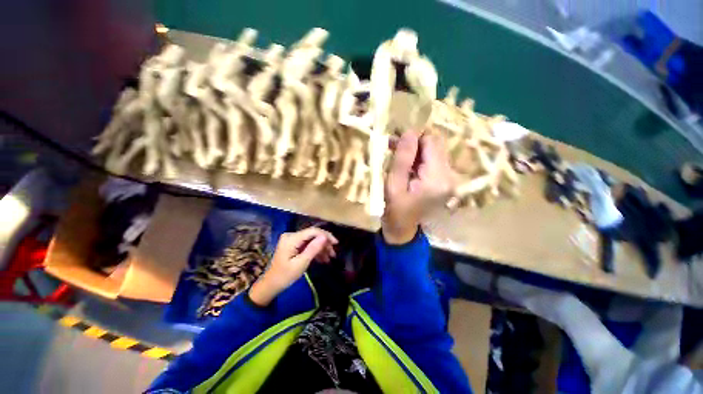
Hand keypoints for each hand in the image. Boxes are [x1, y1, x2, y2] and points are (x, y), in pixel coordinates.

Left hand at [250, 227, 337, 305]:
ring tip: (330, 258)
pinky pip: (307, 244)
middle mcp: (292, 235)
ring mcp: (292, 240)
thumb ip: (313, 249)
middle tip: (333, 253)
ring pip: (312, 240)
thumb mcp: (301, 263)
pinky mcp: (294, 244)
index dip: (326, 235)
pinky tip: (323, 259)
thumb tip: (325, 237)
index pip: (313, 231)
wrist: (271, 284)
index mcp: (291, 238)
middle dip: (324, 243)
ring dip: (321, 248)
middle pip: (313, 235)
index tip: (336, 243)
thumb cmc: (285, 275)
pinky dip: (315, 251)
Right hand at [383, 130, 454, 243]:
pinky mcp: (446, 180)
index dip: (413, 138)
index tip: (395, 143)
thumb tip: (410, 131)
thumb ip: (403, 158)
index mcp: (438, 178)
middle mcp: (450, 176)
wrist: (403, 228)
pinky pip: (434, 160)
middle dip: (415, 143)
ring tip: (398, 156)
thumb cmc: (395, 209)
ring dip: (416, 150)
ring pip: (435, 151)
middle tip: (394, 147)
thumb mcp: (393, 184)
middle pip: (436, 145)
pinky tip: (407, 165)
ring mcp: (450, 178)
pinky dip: (420, 158)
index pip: (431, 142)